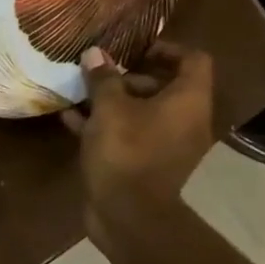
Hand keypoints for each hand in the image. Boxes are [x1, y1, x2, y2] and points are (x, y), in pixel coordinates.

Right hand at [62, 42, 215, 254]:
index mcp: (188, 101)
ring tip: (79, 92)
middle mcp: (186, 120)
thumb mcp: (109, 109)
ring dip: (113, 102)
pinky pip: (130, 135)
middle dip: (129, 77)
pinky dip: (107, 126)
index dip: (166, 48)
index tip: (134, 49)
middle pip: (164, 86)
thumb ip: (103, 79)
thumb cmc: (125, 152)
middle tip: (98, 73)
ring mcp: (167, 145)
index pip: (193, 60)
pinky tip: (71, 119)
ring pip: (142, 112)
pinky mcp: (146, 164)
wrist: (128, 215)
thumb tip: (95, 53)